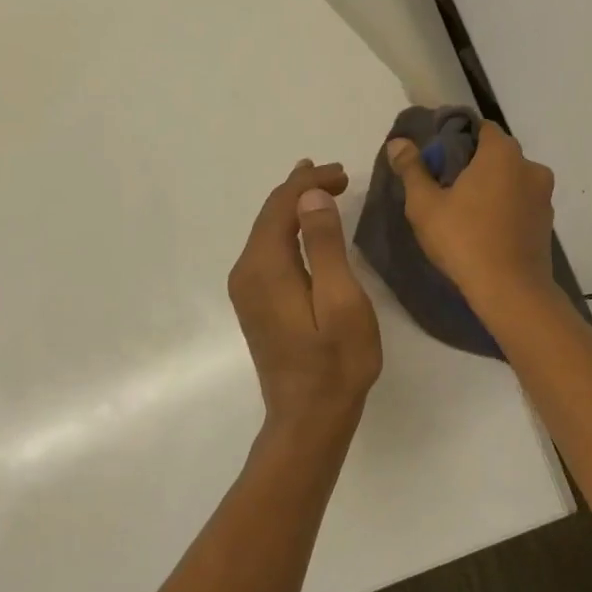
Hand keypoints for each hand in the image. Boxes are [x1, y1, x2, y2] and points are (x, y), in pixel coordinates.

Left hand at [227, 160, 381, 426]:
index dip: (310, 183)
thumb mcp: (342, 301)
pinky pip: (268, 251)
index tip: (344, 174)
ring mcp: (247, 290)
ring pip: (267, 233)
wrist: (309, 417)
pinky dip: (288, 231)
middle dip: (301, 190)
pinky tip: (303, 228)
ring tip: (320, 188)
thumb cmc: (336, 362)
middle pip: (270, 216)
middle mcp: (247, 273)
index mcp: (266, 267)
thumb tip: (311, 197)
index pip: (282, 206)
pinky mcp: (256, 304)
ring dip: (293, 208)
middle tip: (336, 174)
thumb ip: (326, 246)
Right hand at [385, 122, 557, 312]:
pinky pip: (521, 203)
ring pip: (511, 180)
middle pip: (496, 154)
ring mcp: (544, 196)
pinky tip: (485, 228)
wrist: (511, 291)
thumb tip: (398, 142)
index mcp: (503, 153)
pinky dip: (505, 208)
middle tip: (444, 186)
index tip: (436, 158)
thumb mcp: (425, 205)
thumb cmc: (464, 241)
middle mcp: (531, 166)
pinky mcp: (547, 222)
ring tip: (464, 211)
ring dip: (491, 187)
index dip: (456, 137)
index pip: (479, 128)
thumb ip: (412, 169)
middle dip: (472, 164)